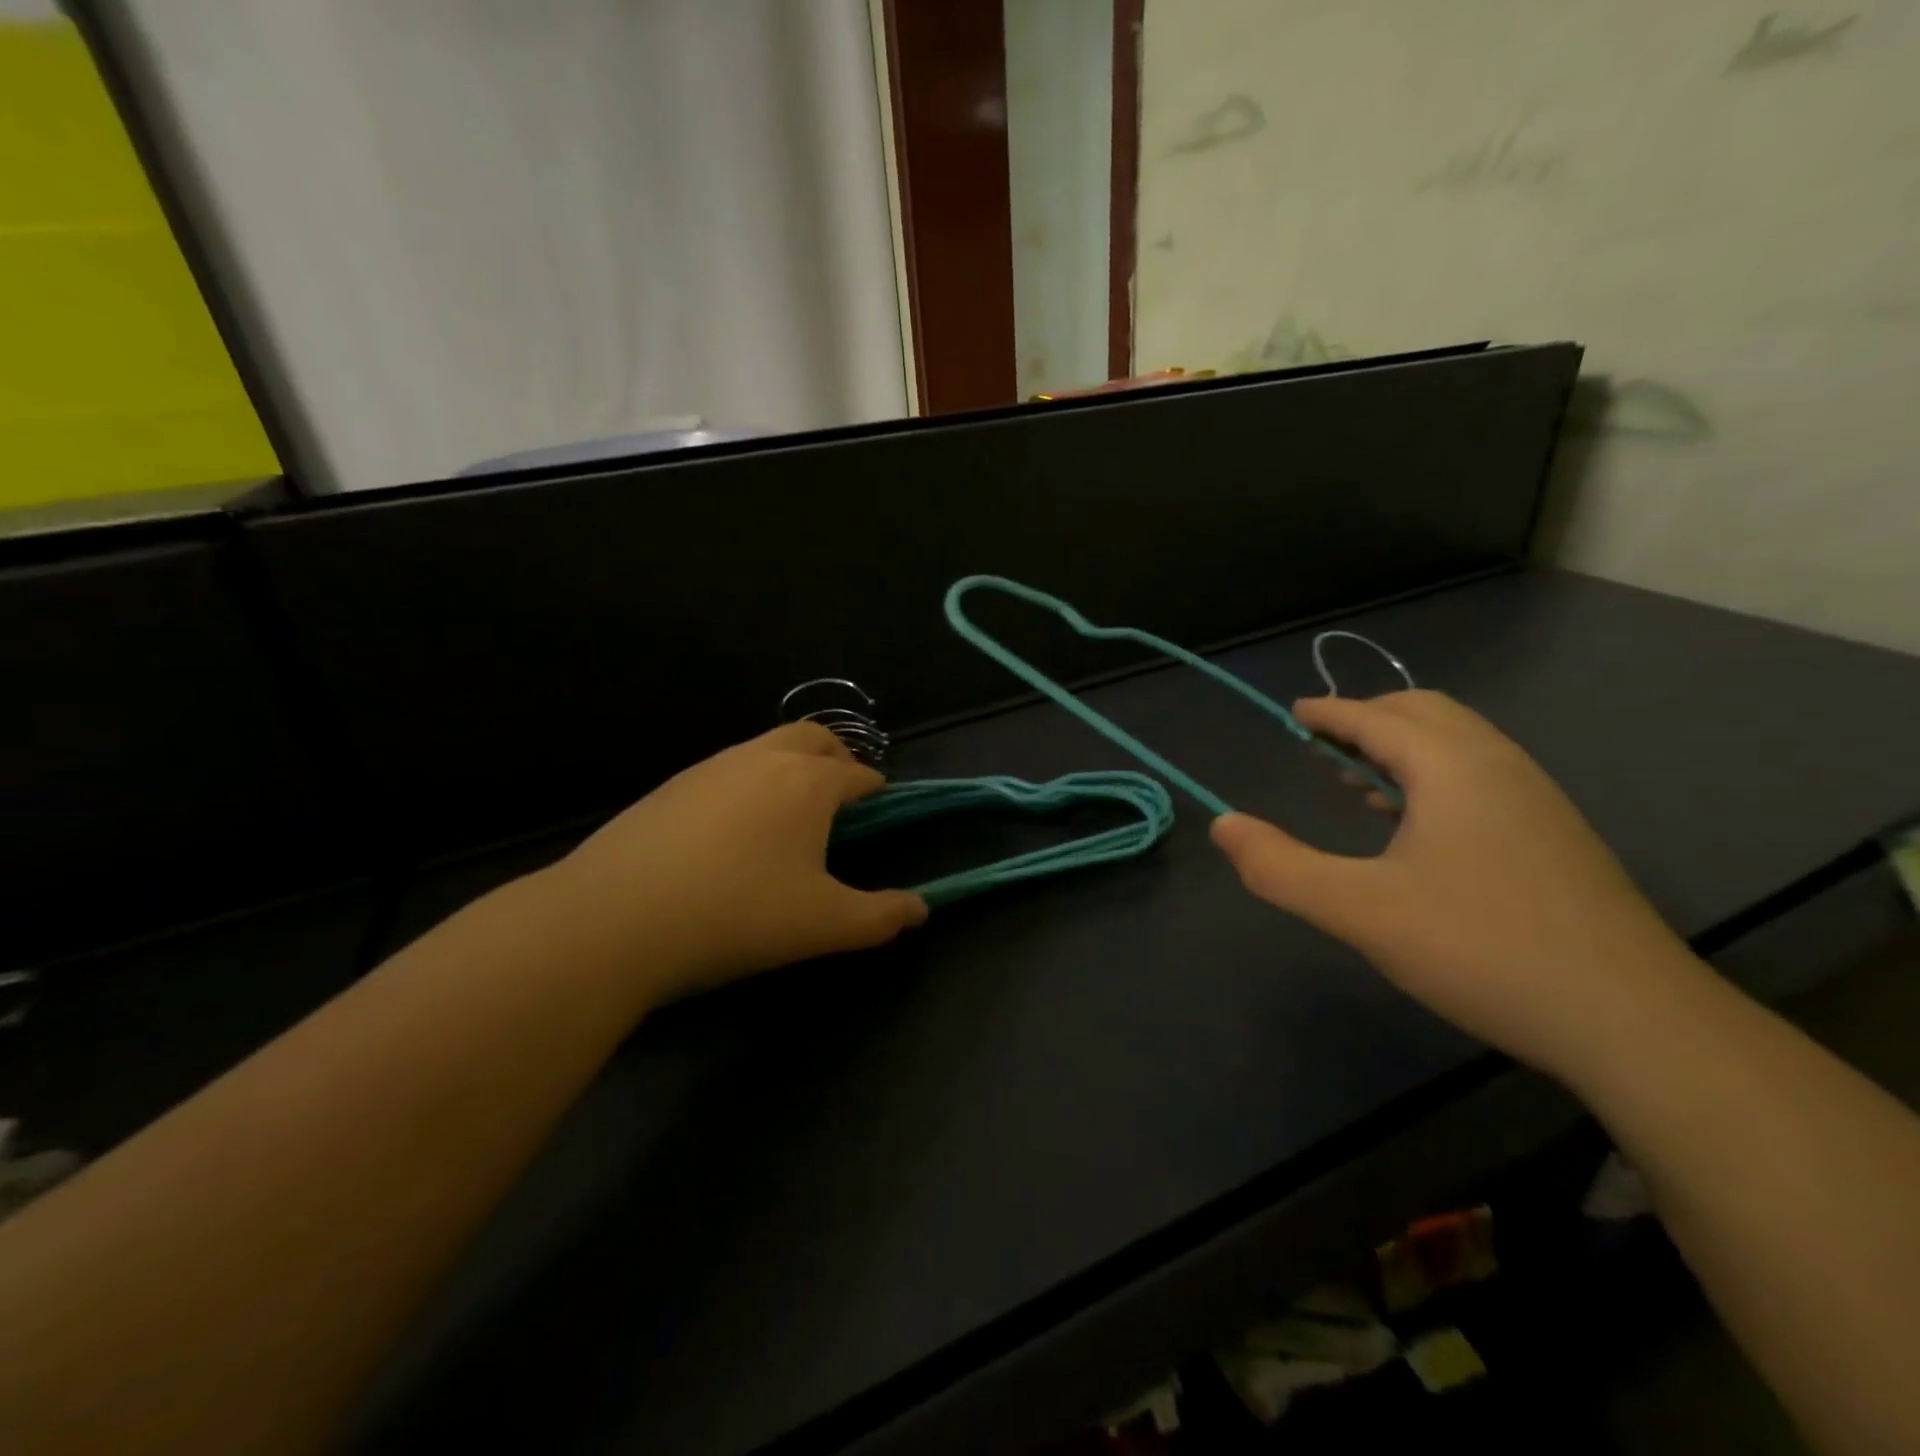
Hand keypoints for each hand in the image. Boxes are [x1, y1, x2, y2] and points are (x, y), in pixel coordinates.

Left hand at [545, 723, 926, 1001]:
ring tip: (791, 810)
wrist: (615, 919)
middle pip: (813, 737)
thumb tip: (921, 910)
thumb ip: (881, 917)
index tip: (880, 802)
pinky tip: (734, 828)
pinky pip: (727, 769)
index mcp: (808, 783)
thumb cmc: (738, 915)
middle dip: (837, 757)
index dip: (875, 788)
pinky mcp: (671, 786)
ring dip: (790, 765)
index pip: (857, 774)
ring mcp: (711, 767)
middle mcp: (763, 759)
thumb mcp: (823, 925)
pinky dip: (749, 782)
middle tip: (842, 793)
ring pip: (766, 746)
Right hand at [1211, 691, 1700, 1075]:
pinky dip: (1435, 775)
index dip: (1328, 713)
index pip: (1376, 717)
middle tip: (1322, 747)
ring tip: (1358, 782)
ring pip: (1459, 744)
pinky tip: (1417, 827)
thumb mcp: (1359, 911)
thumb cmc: (1482, 949)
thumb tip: (1222, 825)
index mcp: (1452, 767)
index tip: (1294, 715)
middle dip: (1368, 719)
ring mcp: (1537, 800)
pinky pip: (1482, 776)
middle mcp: (1499, 766)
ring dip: (1402, 747)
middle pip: (1425, 713)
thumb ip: (1280, 867)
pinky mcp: (1556, 837)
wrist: (1634, 1023)